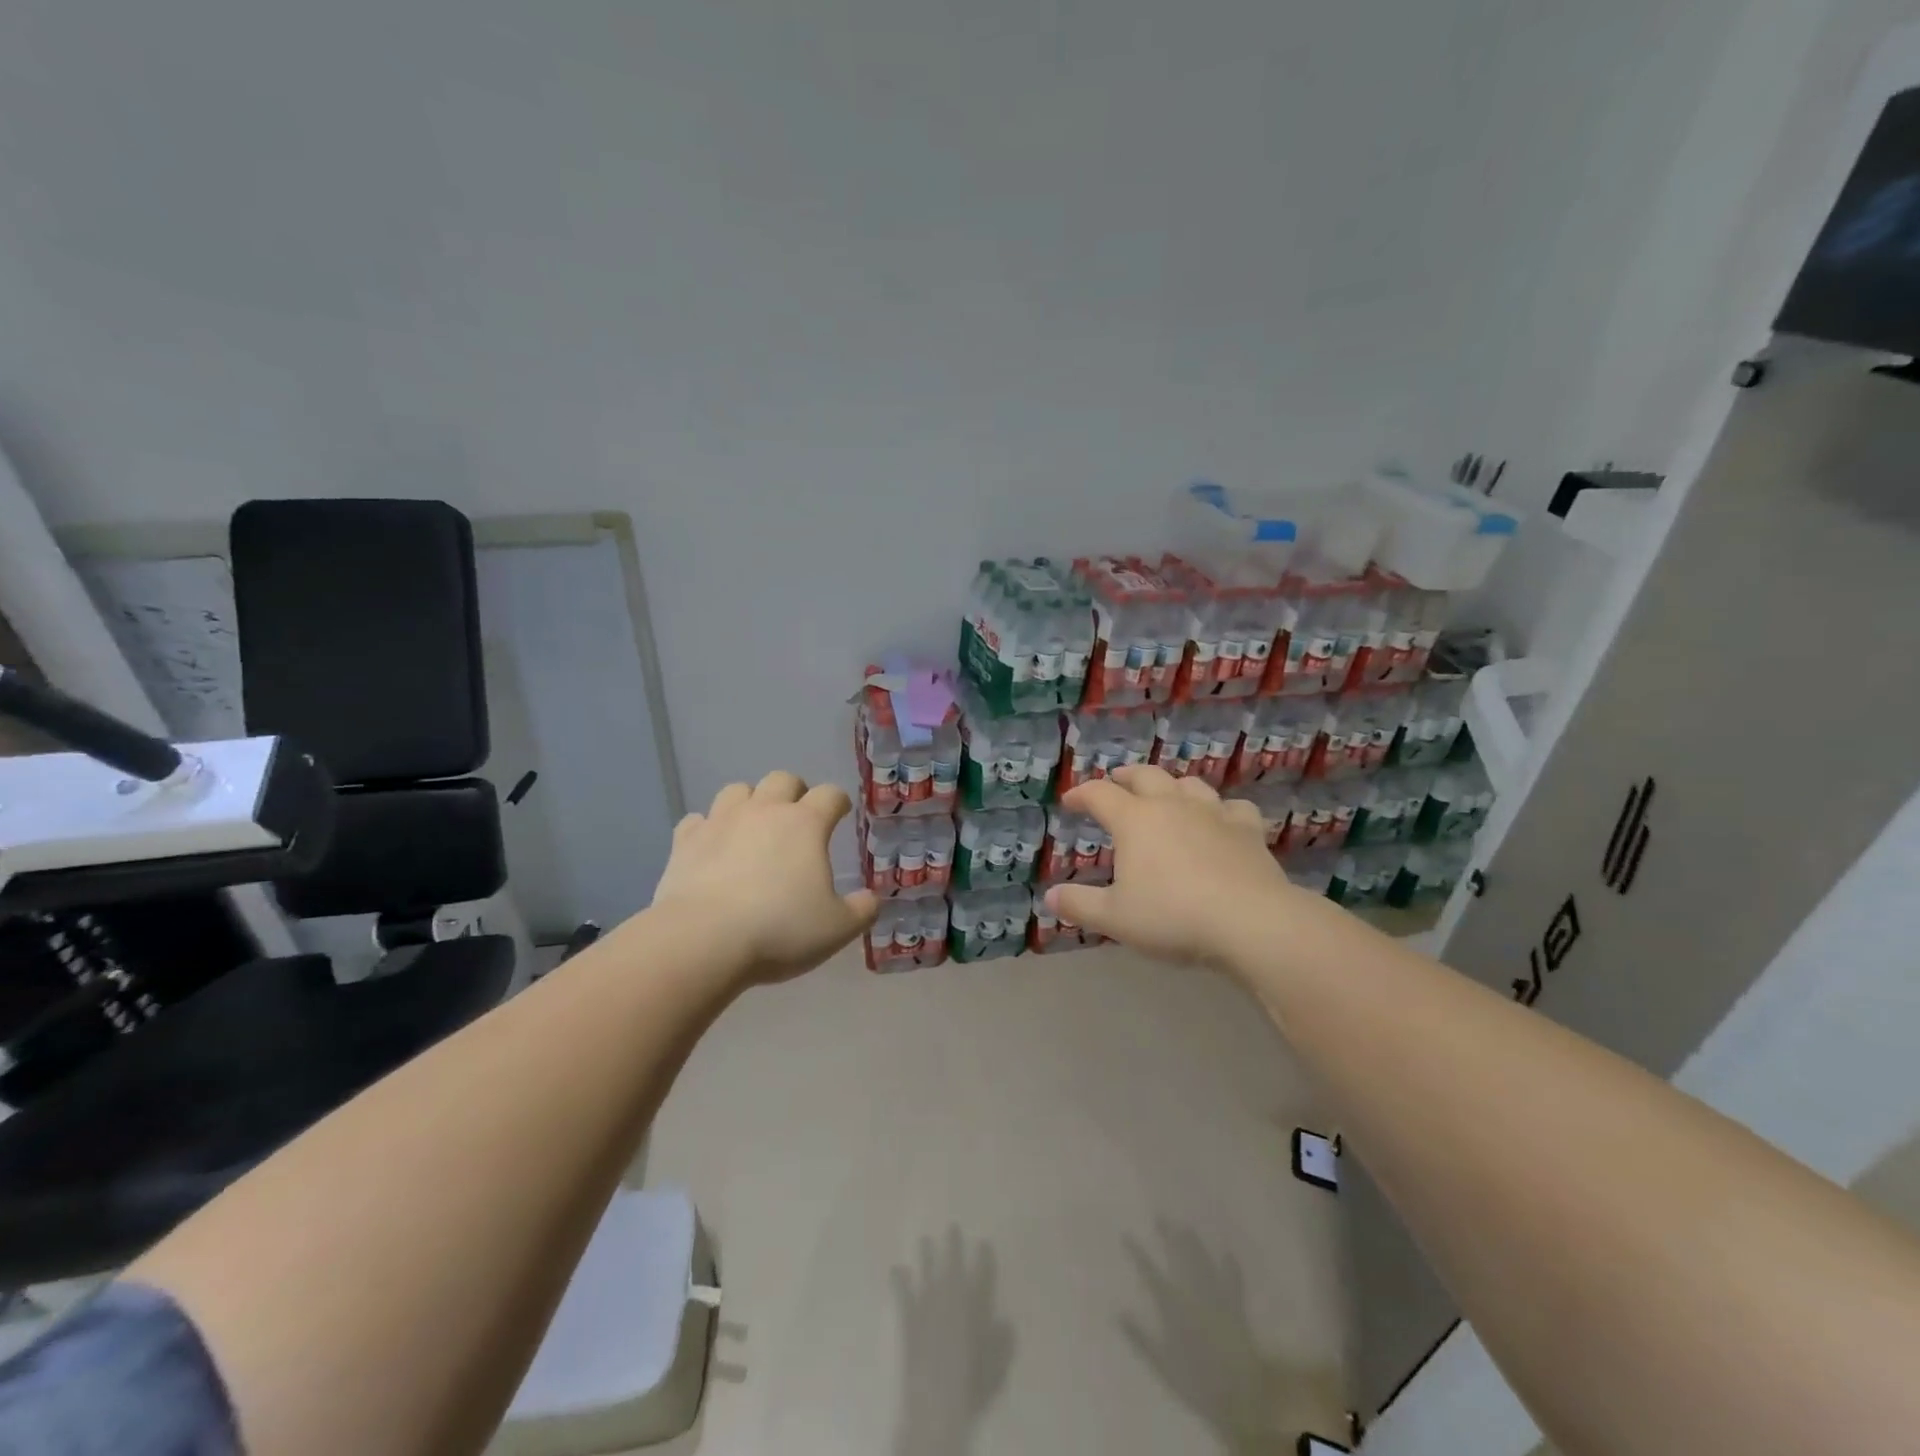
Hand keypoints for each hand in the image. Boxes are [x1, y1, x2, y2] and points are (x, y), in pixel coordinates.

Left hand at [652, 771, 878, 985]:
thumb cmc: (780, 930)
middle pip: (782, 779)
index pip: (830, 795)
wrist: (703, 940)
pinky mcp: (685, 841)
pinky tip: (712, 848)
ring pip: (738, 790)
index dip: (838, 802)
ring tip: (753, 828)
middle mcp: (764, 811)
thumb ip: (860, 911)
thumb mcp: (836, 929)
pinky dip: (708, 829)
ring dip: (750, 802)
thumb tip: (871, 900)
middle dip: (794, 792)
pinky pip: (697, 821)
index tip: (840, 814)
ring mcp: (721, 821)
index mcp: (806, 824)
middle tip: (797, 818)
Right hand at [1046, 765, 1294, 969]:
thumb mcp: (1115, 918)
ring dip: (1171, 785)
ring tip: (1165, 795)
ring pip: (1188, 783)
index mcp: (1134, 820)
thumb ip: (1080, 905)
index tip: (1070, 802)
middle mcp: (1171, 805)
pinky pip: (1232, 806)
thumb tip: (1049, 897)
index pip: (1099, 794)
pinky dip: (1221, 808)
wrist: (1250, 921)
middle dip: (1125, 777)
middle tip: (1116, 782)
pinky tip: (1220, 819)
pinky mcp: (1247, 829)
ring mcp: (1213, 813)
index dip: (1081, 795)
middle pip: (1145, 776)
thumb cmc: (1172, 916)